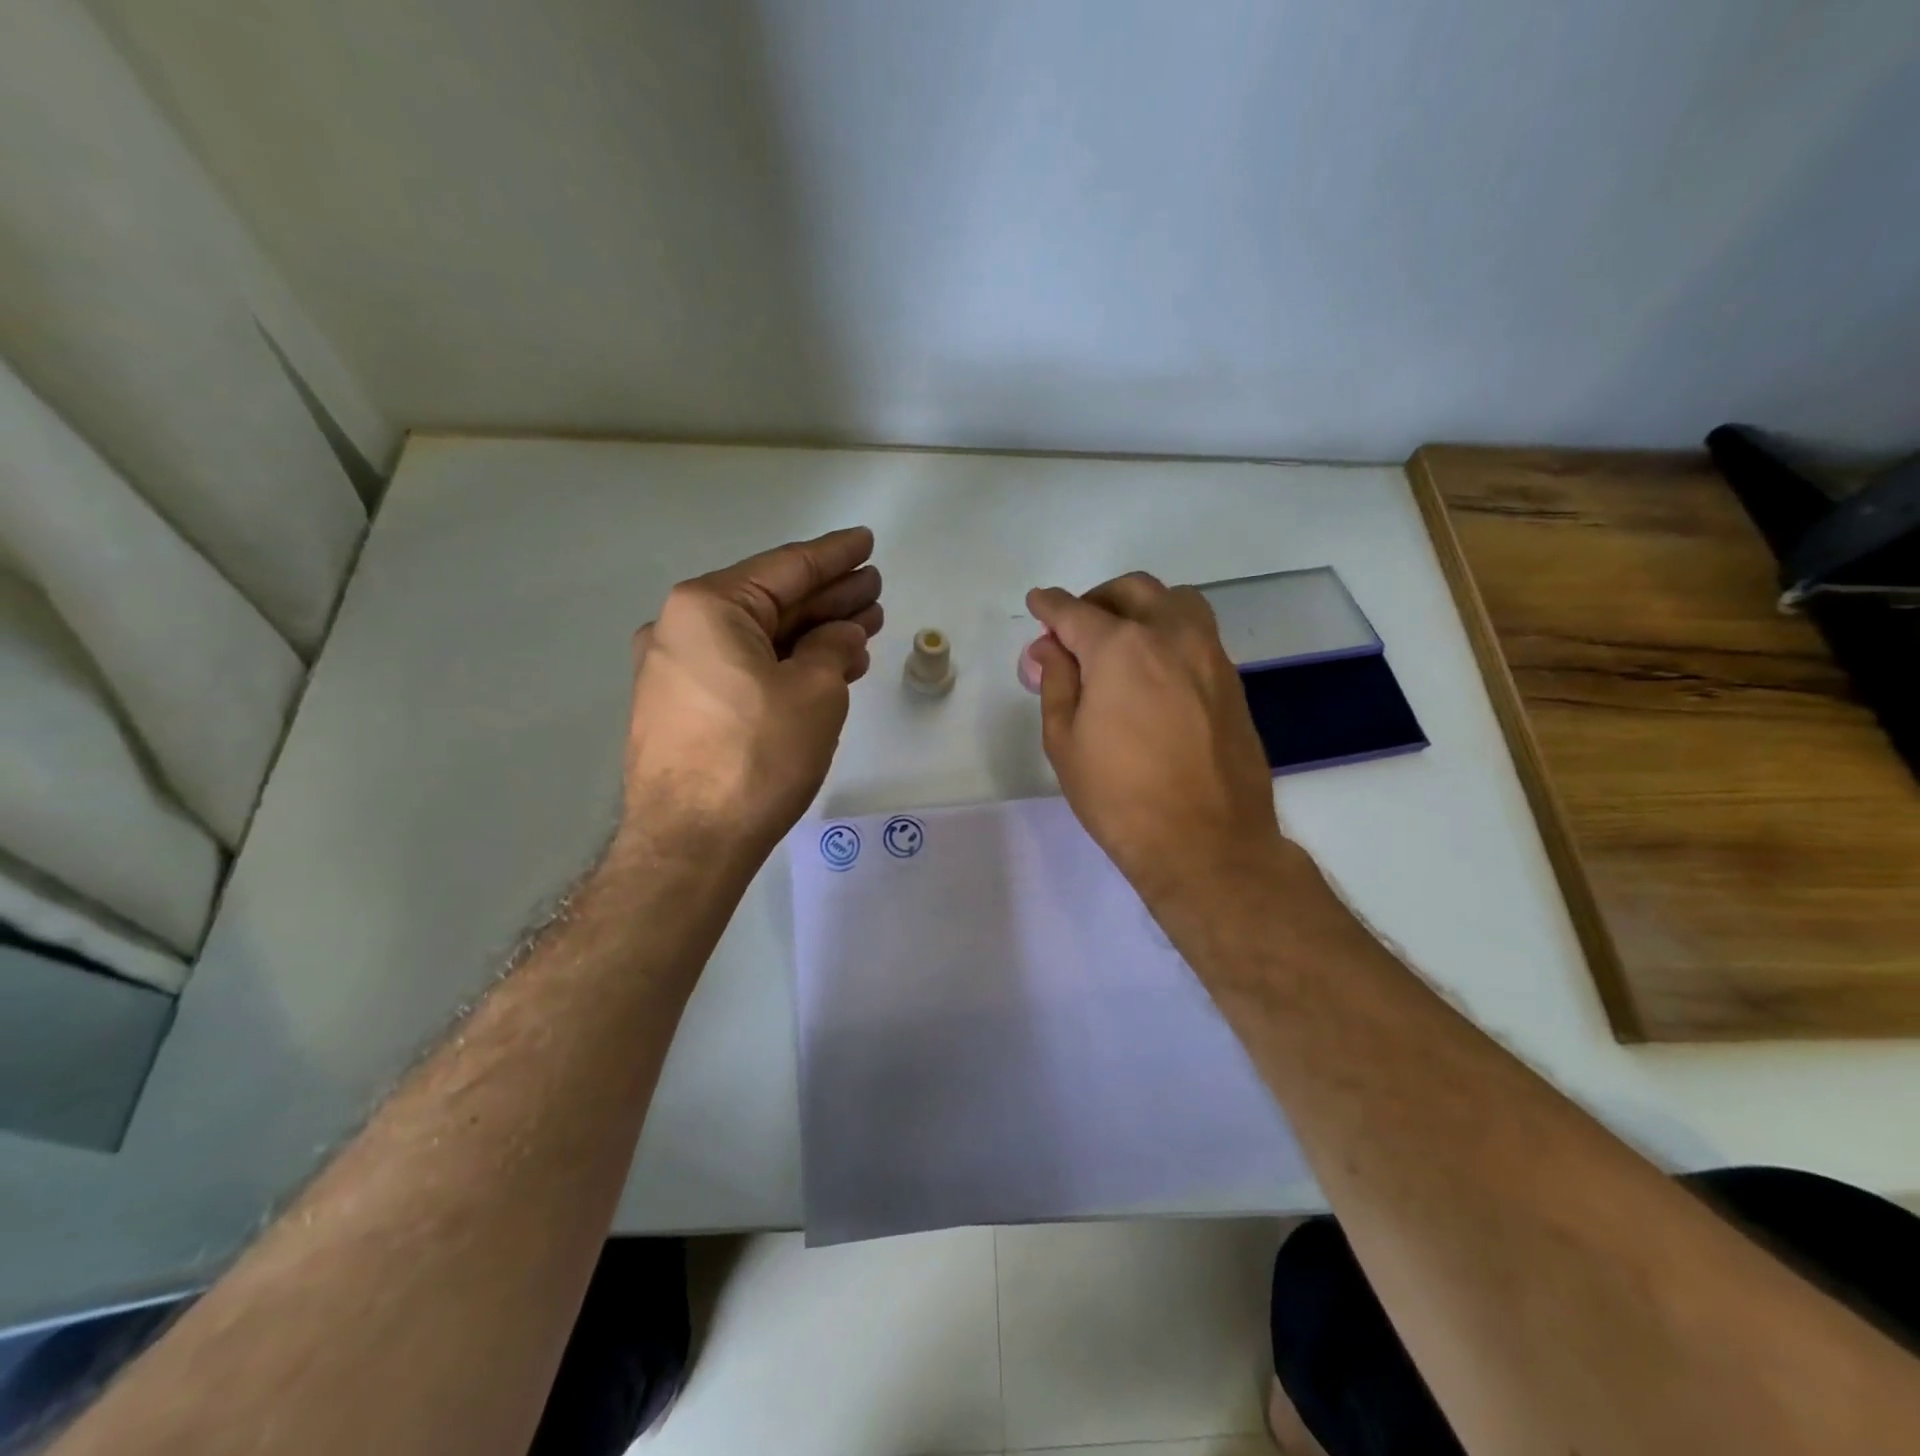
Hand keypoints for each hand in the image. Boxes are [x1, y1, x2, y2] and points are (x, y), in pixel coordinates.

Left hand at [620, 527, 882, 862]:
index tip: (866, 543)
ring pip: (759, 639)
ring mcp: (676, 670)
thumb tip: (839, 637)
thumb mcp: (815, 692)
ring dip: (811, 633)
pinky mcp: (682, 708)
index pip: (786, 568)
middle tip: (874, 589)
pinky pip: (743, 669)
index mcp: (707, 607)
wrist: (690, 843)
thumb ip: (833, 648)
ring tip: (863, 625)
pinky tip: (825, 665)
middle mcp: (681, 628)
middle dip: (828, 596)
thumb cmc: (756, 756)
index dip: (835, 556)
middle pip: (772, 602)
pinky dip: (785, 664)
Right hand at [1026, 573, 1285, 908]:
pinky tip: (1155, 670)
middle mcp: (1170, 635)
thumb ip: (1056, 682)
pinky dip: (1169, 632)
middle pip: (1131, 591)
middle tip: (1076, 627)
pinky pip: (1198, 633)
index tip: (1037, 603)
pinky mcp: (1233, 680)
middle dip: (1096, 599)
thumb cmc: (1120, 797)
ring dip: (1142, 606)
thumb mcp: (1065, 741)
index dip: (1050, 606)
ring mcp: (1210, 655)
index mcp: (1121, 647)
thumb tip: (1049, 648)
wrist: (1206, 842)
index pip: (1075, 611)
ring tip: (1122, 639)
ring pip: (1175, 602)